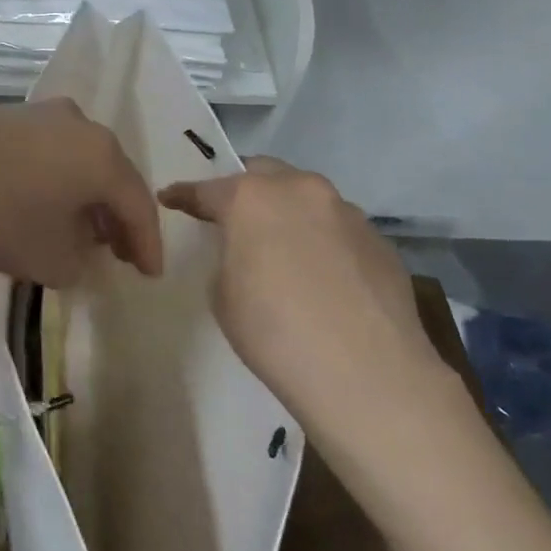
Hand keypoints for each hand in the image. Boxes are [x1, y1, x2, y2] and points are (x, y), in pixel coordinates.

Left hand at [0, 101, 162, 287]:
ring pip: (73, 159)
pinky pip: (40, 151)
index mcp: (101, 155)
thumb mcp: (50, 258)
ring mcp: (34, 113)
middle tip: (116, 251)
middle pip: (108, 174)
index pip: (138, 203)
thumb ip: (79, 262)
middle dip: (114, 215)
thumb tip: (81, 253)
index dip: (147, 244)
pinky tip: (33, 203)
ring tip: (75, 228)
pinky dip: (48, 180)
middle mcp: (75, 124)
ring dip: (80, 195)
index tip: (148, 274)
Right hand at [159, 158, 456, 439]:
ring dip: (288, 213)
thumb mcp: (223, 293)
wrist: (368, 375)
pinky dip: (322, 241)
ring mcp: (348, 214)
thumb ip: (230, 256)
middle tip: (230, 216)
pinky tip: (321, 277)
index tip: (170, 198)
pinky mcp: (381, 242)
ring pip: (307, 199)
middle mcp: (302, 192)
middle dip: (244, 190)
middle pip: (265, 174)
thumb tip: (250, 253)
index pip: (207, 189)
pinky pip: (338, 230)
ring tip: (281, 248)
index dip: (184, 195)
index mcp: (252, 198)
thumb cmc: (274, 331)